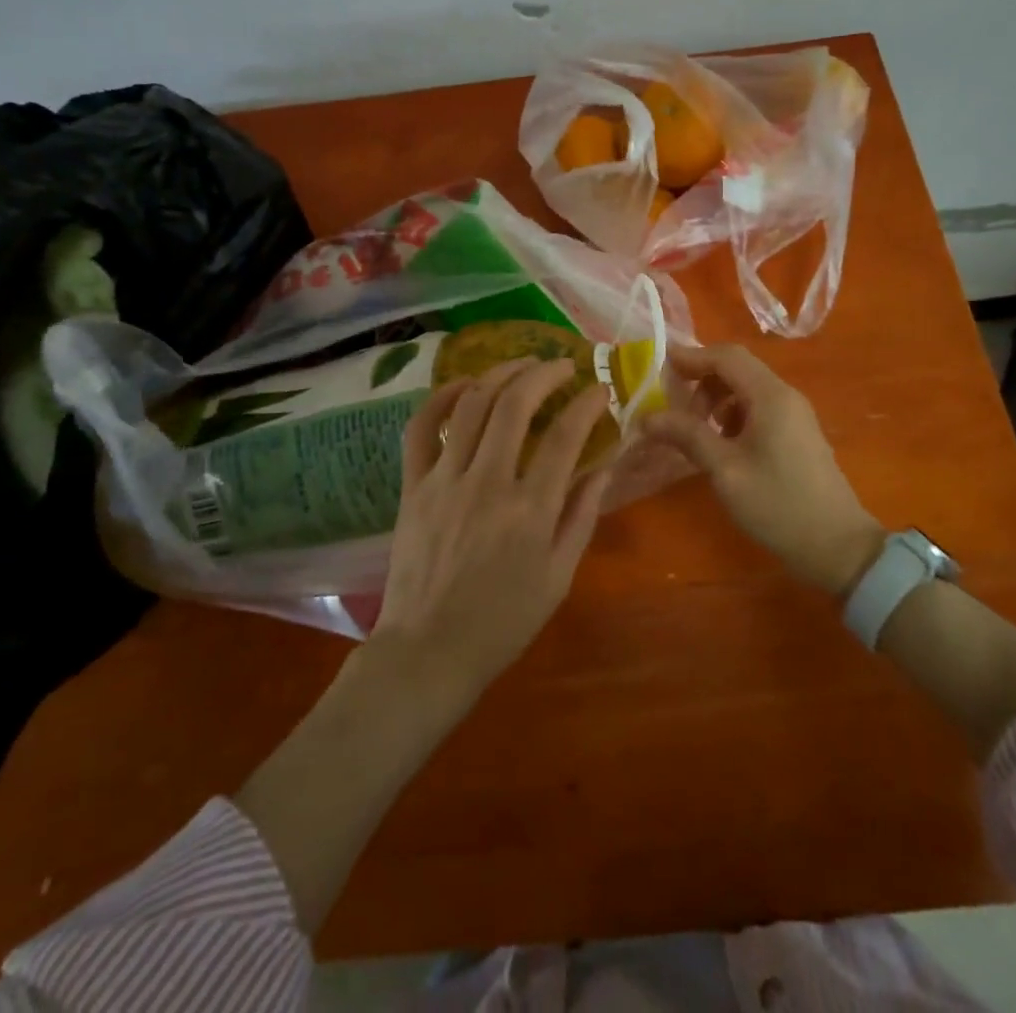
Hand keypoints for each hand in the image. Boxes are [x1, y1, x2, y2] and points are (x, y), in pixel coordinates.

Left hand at [369, 357, 612, 704]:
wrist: (428, 651)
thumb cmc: (502, 622)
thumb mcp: (558, 577)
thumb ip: (581, 517)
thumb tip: (603, 467)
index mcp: (530, 511)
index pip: (564, 437)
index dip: (587, 403)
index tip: (600, 389)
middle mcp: (487, 484)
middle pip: (515, 405)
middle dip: (544, 373)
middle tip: (562, 365)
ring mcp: (444, 480)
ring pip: (471, 405)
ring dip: (500, 373)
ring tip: (522, 364)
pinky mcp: (412, 485)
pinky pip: (422, 427)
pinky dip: (442, 397)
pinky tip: (464, 385)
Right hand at [644, 344, 884, 595]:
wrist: (837, 547)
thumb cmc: (778, 505)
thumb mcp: (725, 470)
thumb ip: (687, 436)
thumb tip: (648, 417)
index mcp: (770, 396)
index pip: (726, 356)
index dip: (691, 357)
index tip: (658, 367)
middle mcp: (785, 395)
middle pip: (737, 368)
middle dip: (701, 380)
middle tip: (674, 408)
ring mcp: (795, 414)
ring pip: (747, 388)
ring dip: (716, 399)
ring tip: (694, 431)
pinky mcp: (797, 433)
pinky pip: (759, 408)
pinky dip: (733, 414)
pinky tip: (720, 444)